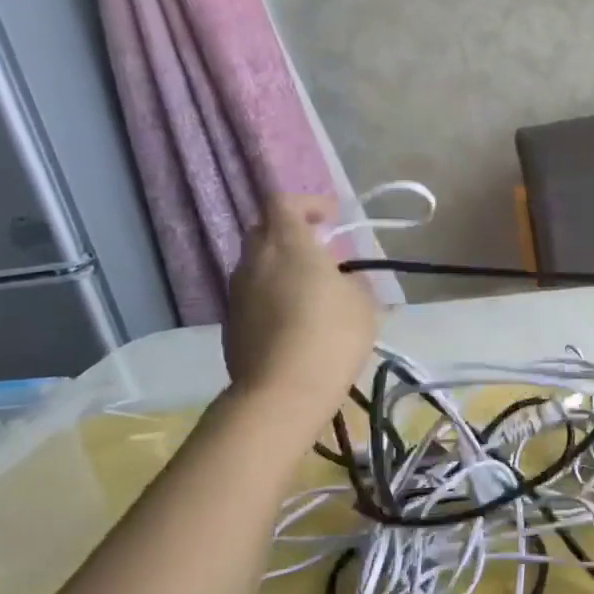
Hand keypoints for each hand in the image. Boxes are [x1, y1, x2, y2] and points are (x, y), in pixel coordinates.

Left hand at [222, 196, 377, 430]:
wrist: (283, 391)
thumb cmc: (332, 336)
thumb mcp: (362, 302)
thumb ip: (349, 280)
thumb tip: (339, 279)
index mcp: (287, 245)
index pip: (283, 202)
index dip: (307, 204)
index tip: (330, 219)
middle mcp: (254, 261)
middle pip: (264, 231)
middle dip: (291, 234)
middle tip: (320, 253)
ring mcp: (237, 292)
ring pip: (257, 265)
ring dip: (281, 267)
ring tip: (310, 291)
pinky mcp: (231, 322)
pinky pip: (253, 295)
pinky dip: (272, 296)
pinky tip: (295, 322)